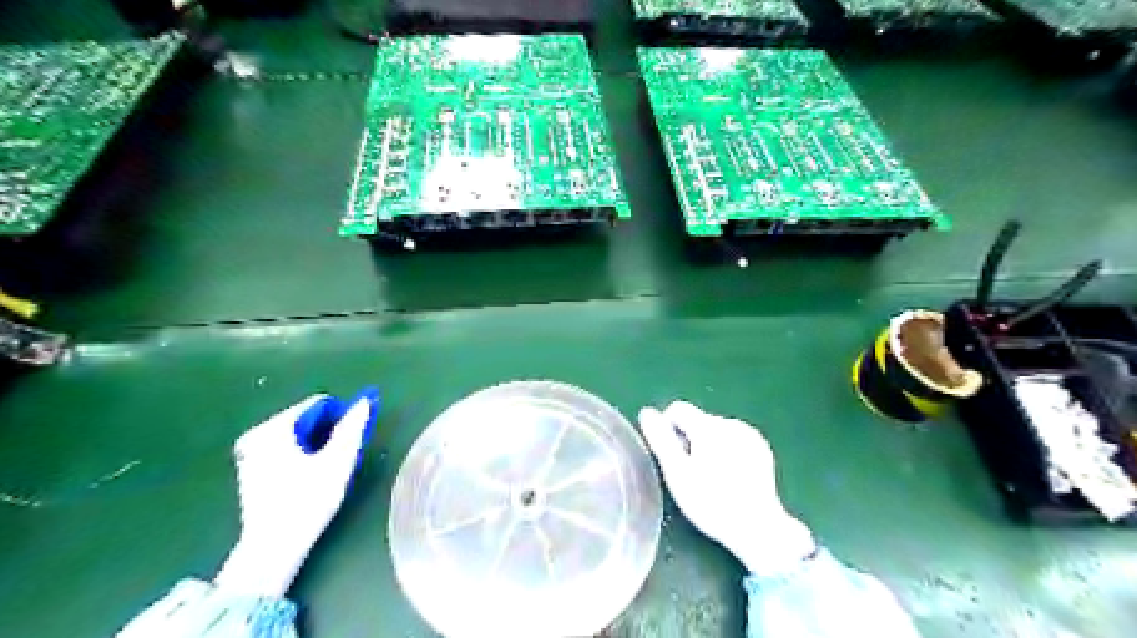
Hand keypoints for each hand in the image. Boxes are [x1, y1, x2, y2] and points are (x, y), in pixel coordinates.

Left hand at [206, 389, 374, 596]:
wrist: (274, 547)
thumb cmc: (308, 500)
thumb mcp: (338, 461)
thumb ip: (352, 427)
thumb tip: (364, 401)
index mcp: (274, 428)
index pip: (318, 405)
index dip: (341, 418)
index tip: (350, 440)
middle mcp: (257, 434)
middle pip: (306, 419)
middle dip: (327, 432)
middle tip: (339, 457)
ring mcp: (249, 453)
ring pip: (297, 435)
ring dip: (316, 445)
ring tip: (326, 470)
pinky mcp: (250, 470)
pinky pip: (285, 449)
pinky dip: (301, 455)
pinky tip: (308, 478)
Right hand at [639, 402, 818, 575]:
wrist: (757, 527)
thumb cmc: (710, 502)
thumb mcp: (677, 473)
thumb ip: (661, 439)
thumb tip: (647, 412)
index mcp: (708, 426)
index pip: (677, 409)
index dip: (667, 430)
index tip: (671, 458)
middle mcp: (730, 423)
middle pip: (697, 420)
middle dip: (689, 440)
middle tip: (690, 474)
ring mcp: (749, 435)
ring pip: (716, 431)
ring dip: (707, 446)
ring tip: (710, 478)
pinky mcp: (761, 449)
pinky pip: (734, 440)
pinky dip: (726, 451)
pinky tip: (730, 477)